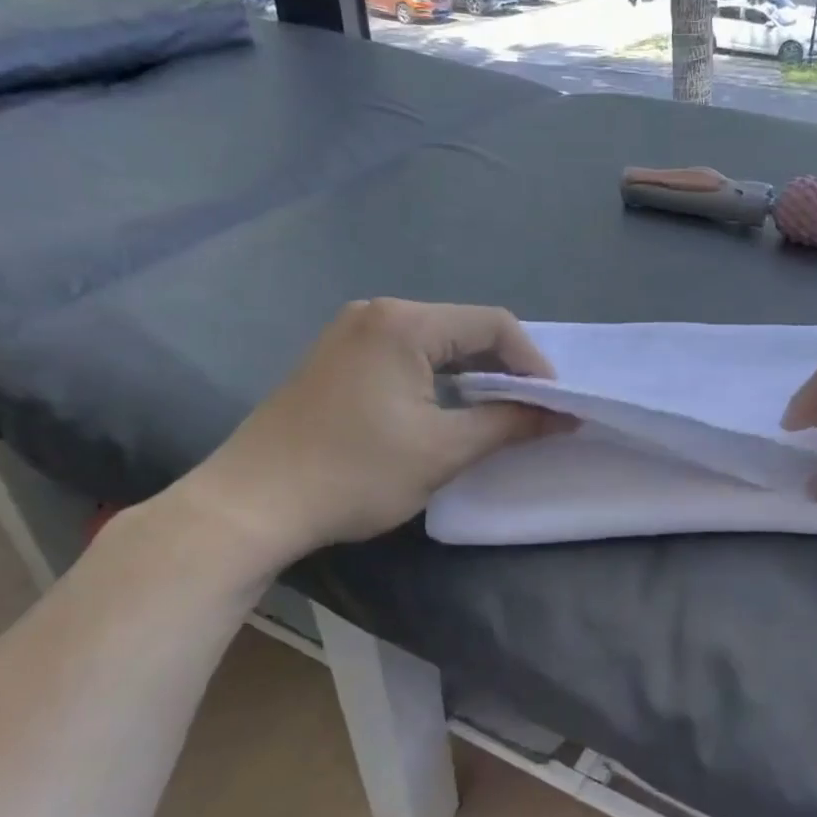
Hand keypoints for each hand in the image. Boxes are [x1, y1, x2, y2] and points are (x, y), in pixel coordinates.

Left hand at [165, 300, 565, 577]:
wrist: (252, 504)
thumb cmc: (355, 472)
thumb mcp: (443, 451)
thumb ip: (510, 424)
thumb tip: (564, 415)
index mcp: (404, 323)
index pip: (493, 324)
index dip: (533, 362)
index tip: (553, 404)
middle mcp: (377, 313)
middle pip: (464, 328)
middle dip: (504, 368)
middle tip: (530, 410)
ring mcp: (350, 333)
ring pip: (435, 343)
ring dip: (472, 374)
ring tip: (495, 413)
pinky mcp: (336, 358)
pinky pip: (405, 354)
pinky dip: (438, 378)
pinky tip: (446, 410)